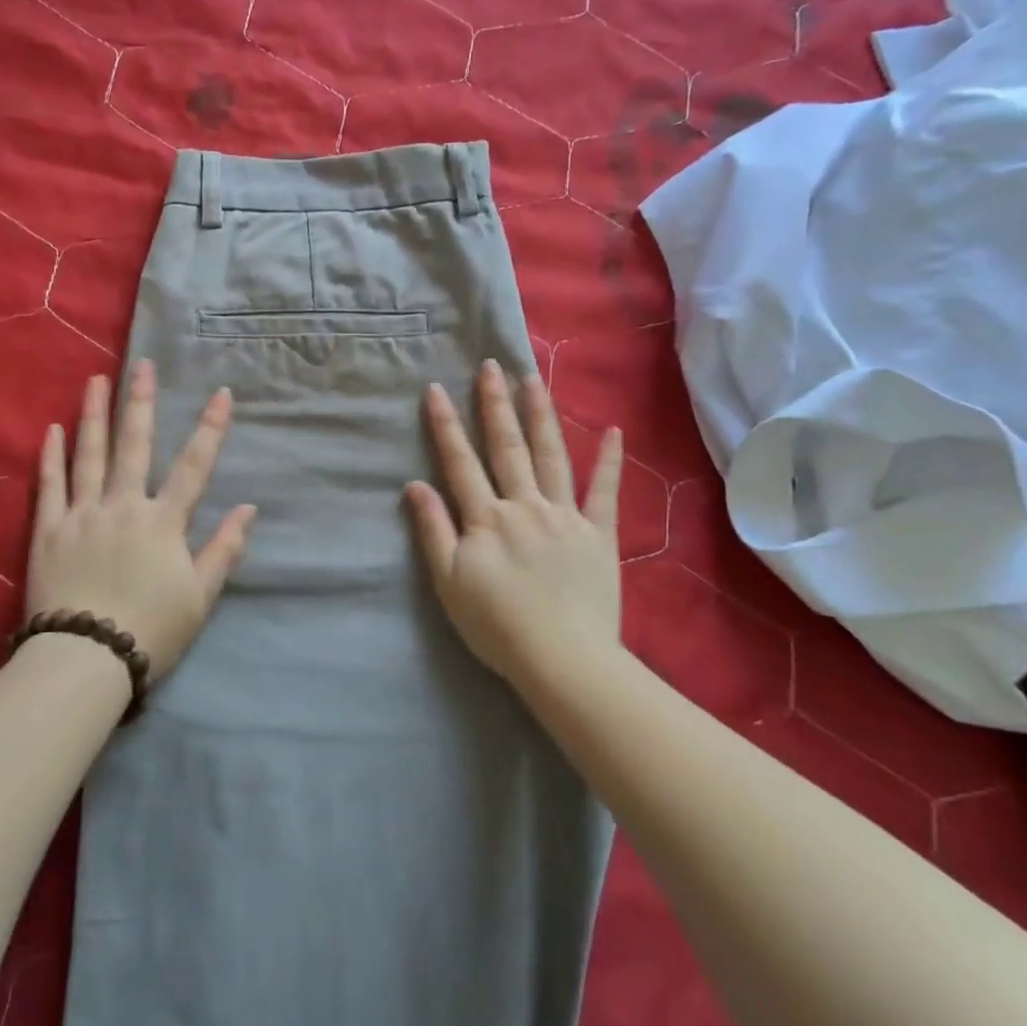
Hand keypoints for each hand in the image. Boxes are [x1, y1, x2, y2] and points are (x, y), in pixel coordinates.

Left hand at [25, 360, 255, 679]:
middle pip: (135, 446)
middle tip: (142, 365)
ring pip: (89, 455)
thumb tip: (248, 509)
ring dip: (94, 415)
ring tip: (97, 381)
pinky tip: (52, 430)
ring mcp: (82, 515)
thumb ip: (224, 549)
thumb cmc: (150, 631)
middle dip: (140, 402)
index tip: (221, 394)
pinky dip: (51, 456)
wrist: (85, 658)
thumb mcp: (200, 597)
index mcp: (163, 522)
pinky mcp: (48, 531)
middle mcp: (123, 506)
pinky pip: (49, 485)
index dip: (210, 428)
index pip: (194, 466)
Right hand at [404, 360, 624, 685]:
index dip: (445, 424)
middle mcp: (524, 505)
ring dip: (540, 416)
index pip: (460, 461)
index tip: (437, 388)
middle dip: (495, 404)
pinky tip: (612, 431)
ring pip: (551, 456)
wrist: (563, 660)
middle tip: (491, 365)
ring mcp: (565, 516)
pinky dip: (609, 461)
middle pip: (507, 447)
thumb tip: (414, 485)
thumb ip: (433, 530)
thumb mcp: (448, 582)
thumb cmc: (496, 625)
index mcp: (486, 518)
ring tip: (533, 380)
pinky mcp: (598, 534)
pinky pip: (605, 492)